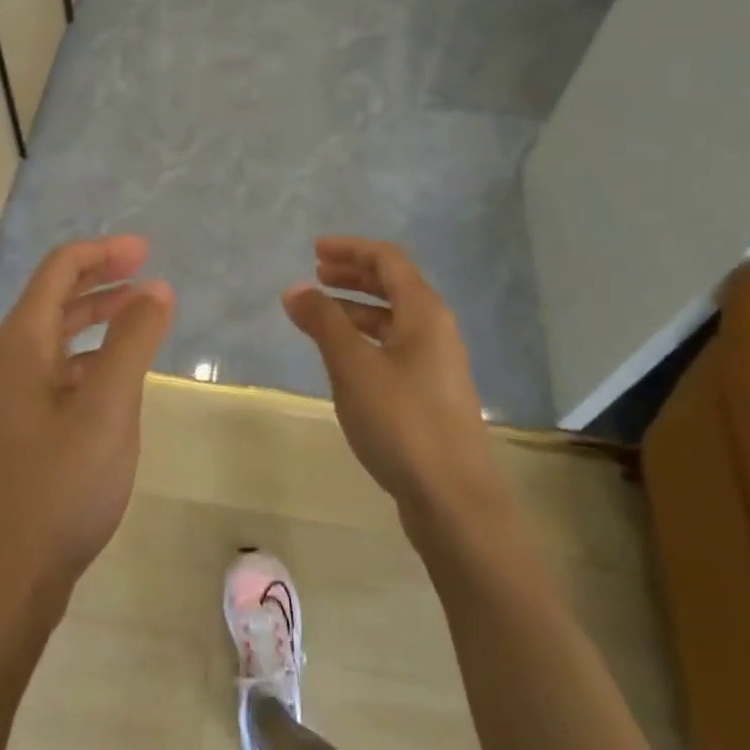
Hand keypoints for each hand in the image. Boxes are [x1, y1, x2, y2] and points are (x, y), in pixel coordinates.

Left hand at [0, 235, 174, 633]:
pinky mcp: (26, 426)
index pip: (59, 269)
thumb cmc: (60, 486)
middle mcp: (13, 359)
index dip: (103, 252)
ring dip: (99, 315)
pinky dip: (93, 354)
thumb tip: (157, 288)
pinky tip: (121, 372)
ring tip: (142, 314)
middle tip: (148, 272)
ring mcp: (16, 395)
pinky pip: (62, 369)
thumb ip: (133, 342)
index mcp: (23, 342)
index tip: (146, 251)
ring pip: (60, 334)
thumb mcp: (107, 408)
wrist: (7, 578)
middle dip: (102, 277)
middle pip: (57, 296)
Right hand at [283, 238, 501, 516]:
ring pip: (393, 320)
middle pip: (394, 286)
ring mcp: (436, 365)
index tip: (315, 250)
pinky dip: (365, 339)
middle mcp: (436, 331)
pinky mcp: (431, 395)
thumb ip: (323, 322)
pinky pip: (394, 348)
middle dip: (354, 276)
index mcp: (424, 313)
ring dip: (356, 309)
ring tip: (319, 315)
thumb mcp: (353, 366)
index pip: (388, 260)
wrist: (454, 500)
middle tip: (316, 275)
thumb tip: (295, 288)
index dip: (351, 249)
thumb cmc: (402, 422)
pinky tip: (343, 358)